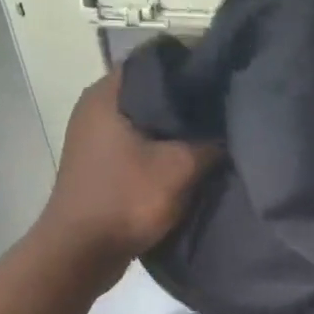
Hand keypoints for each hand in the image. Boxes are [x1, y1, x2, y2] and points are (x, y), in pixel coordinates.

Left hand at [37, 69, 218, 282]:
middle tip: (227, 109)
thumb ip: (211, 143)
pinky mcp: (101, 163)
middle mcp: (97, 106)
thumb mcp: (180, 168)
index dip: (194, 64)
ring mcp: (95, 136)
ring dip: (177, 129)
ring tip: (216, 135)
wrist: (80, 255)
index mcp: (108, 93)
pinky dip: (163, 149)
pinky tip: (191, 160)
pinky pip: (139, 144)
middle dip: (190, 100)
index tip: (226, 77)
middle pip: (154, 90)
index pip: (158, 58)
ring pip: (147, 120)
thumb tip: (234, 129)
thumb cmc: (125, 200)